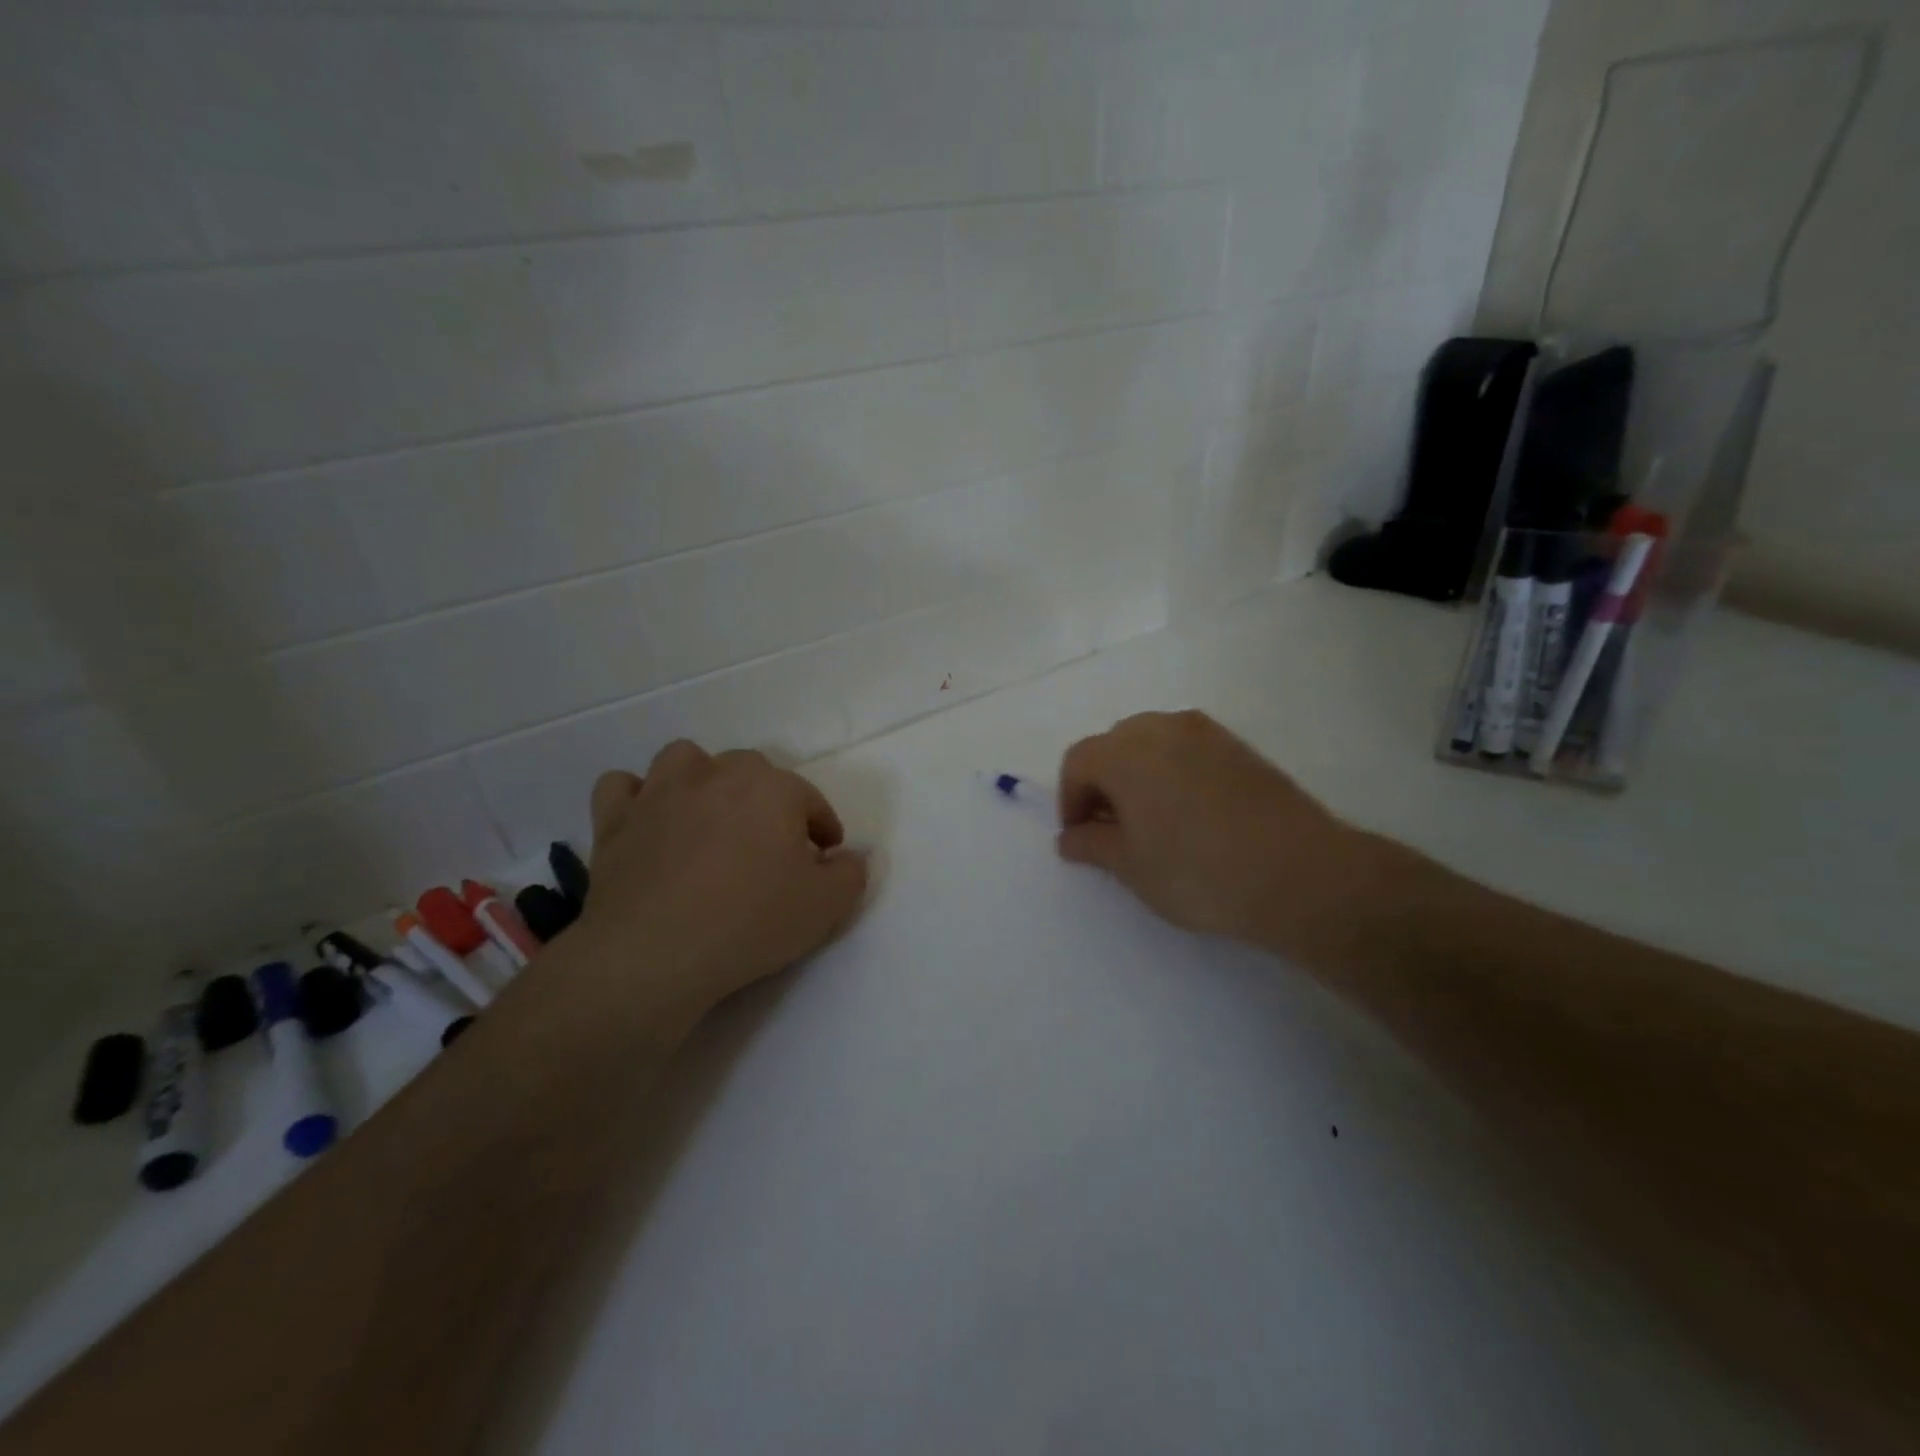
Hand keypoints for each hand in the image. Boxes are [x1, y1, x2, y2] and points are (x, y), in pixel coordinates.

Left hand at [574, 741, 868, 1016]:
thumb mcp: (826, 907)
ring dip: (700, 779)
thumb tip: (851, 857)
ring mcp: (660, 792)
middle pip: (750, 769)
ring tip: (708, 816)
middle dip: (766, 799)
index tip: (822, 857)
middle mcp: (717, 774)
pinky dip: (635, 798)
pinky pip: (621, 787)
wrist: (656, 953)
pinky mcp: (615, 819)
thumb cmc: (750, 923)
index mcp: (773, 789)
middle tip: (768, 844)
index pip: (810, 800)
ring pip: (685, 759)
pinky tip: (648, 821)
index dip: (821, 828)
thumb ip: (850, 874)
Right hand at [1056, 711, 1379, 954]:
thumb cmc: (1198, 871)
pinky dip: (1175, 773)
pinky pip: (1189, 750)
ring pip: (1153, 743)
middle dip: (1103, 784)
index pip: (1078, 761)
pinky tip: (1191, 816)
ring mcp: (1206, 733)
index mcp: (1125, 752)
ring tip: (1153, 823)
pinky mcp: (1240, 747)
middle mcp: (1162, 728)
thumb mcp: (1131, 867)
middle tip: (1113, 830)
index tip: (1081, 839)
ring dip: (1139, 776)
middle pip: (1114, 745)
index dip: (1070, 800)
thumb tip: (1071, 837)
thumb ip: (1092, 845)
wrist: (1300, 874)